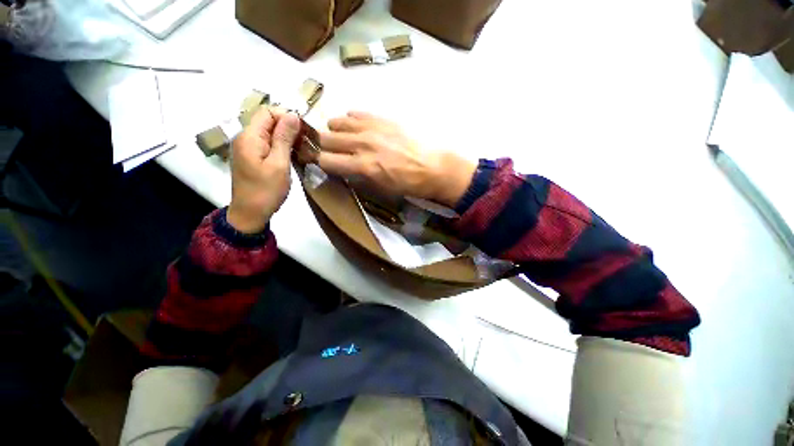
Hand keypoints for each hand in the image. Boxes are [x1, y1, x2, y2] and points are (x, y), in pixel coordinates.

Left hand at [227, 108, 300, 232]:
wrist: (250, 213)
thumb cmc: (266, 190)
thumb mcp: (279, 164)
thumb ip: (284, 138)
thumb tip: (292, 115)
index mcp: (249, 137)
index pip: (267, 112)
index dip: (286, 117)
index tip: (304, 131)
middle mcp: (245, 137)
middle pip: (268, 121)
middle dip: (288, 127)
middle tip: (306, 143)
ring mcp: (247, 148)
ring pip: (269, 133)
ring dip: (286, 138)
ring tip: (302, 150)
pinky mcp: (252, 157)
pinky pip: (267, 144)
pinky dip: (281, 146)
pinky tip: (292, 156)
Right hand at [318, 112, 475, 207]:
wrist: (432, 167)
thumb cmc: (407, 184)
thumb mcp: (380, 189)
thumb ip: (357, 177)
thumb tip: (343, 168)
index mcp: (362, 166)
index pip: (325, 161)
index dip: (322, 163)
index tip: (325, 164)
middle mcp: (362, 144)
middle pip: (326, 139)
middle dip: (325, 147)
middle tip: (333, 152)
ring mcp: (371, 128)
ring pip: (336, 122)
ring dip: (336, 132)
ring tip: (345, 139)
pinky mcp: (381, 118)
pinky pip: (355, 113)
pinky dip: (351, 121)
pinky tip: (358, 128)